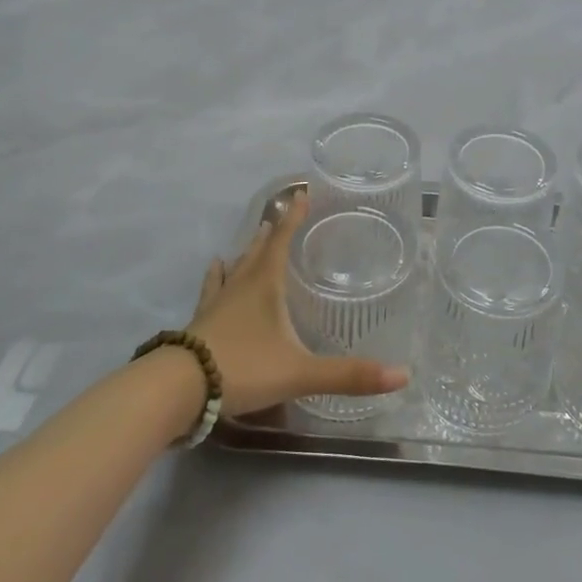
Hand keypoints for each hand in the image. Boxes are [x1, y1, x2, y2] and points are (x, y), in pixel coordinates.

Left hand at [188, 189, 409, 417]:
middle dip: (272, 231)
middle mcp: (240, 285)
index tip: (302, 192)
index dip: (294, 217)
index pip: (281, 240)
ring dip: (247, 252)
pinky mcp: (200, 323)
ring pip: (234, 268)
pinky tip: (215, 269)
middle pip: (257, 250)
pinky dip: (217, 278)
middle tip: (281, 214)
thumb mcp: (300, 372)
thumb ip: (348, 375)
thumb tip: (403, 375)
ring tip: (252, 238)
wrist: (178, 389)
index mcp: (265, 284)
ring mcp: (216, 304)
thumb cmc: (243, 367)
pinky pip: (212, 291)